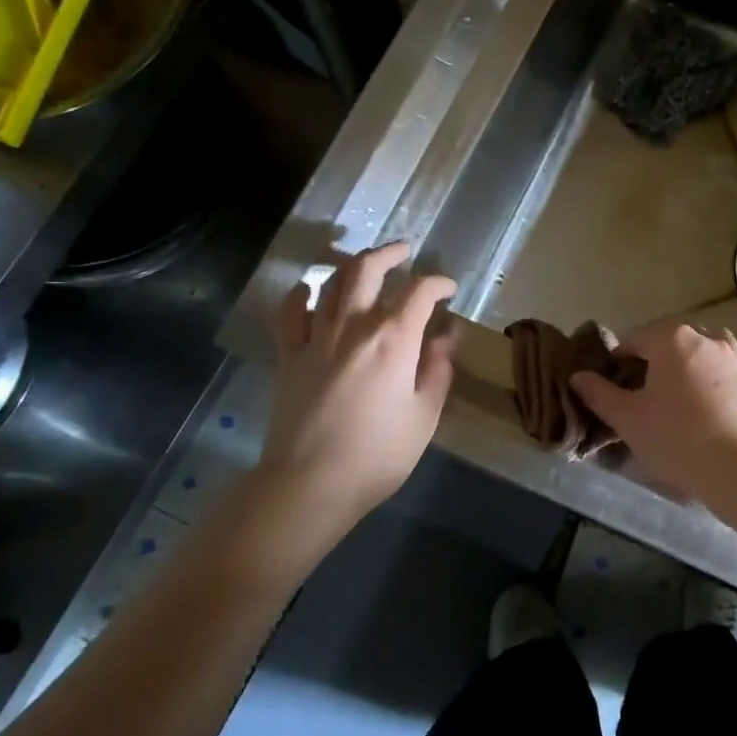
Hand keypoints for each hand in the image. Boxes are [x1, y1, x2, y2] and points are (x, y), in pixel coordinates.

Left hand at [259, 242, 456, 529]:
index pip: (419, 292)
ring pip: (331, 283)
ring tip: (365, 264)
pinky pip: (290, 312)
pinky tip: (308, 291)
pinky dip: (300, 294)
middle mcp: (353, 326)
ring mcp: (315, 338)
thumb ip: (437, 371)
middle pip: (368, 270)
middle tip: (405, 252)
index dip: (438, 283)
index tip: (448, 290)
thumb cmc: (378, 455)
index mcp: (393, 340)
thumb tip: (445, 338)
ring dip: (351, 265)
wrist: (310, 483)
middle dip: (390, 254)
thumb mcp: (424, 416)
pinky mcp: (288, 355)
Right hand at [571, 322, 736, 500]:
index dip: (620, 358)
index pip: (636, 338)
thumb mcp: (628, 419)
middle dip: (658, 355)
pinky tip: (722, 396)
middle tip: (647, 388)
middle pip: (675, 338)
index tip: (613, 382)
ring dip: (695, 359)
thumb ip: (599, 394)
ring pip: (712, 346)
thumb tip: (578, 377)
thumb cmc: (677, 439)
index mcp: (671, 340)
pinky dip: (727, 375)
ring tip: (686, 388)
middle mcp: (708, 339)